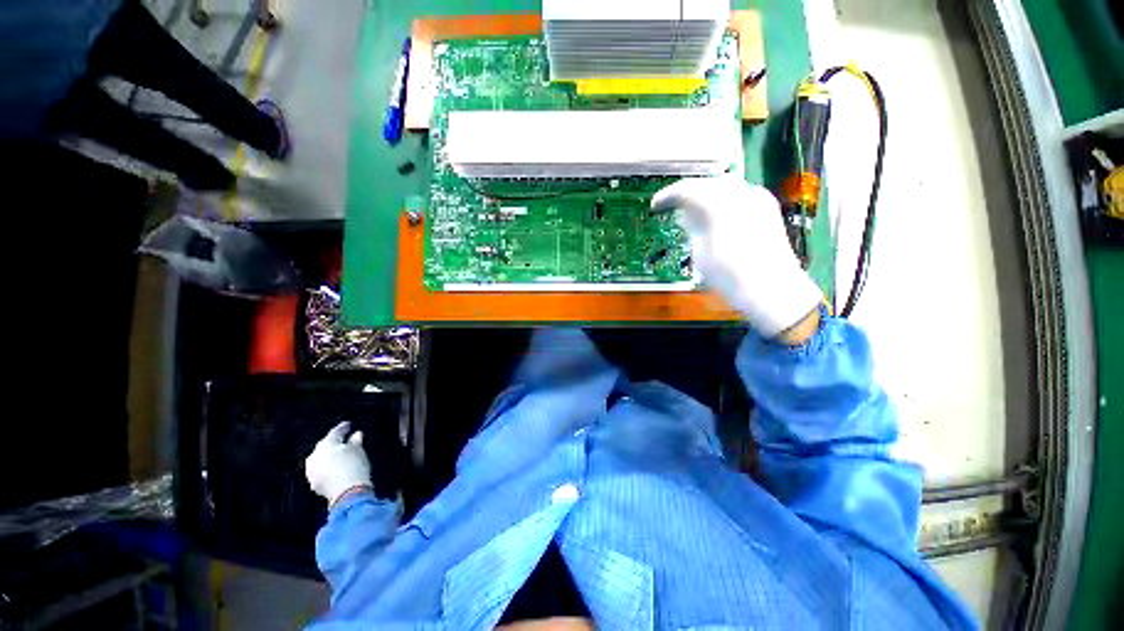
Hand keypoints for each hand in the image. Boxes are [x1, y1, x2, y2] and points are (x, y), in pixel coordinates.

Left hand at [305, 421, 371, 506]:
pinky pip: (321, 470)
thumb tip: (356, 434)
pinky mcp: (314, 483)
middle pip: (325, 446)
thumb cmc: (354, 466)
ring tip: (341, 455)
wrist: (347, 492)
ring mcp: (312, 470)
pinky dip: (328, 467)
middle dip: (335, 443)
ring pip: (321, 459)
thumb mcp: (358, 450)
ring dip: (330, 456)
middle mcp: (315, 456)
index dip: (343, 428)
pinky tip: (336, 468)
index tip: (348, 425)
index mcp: (326, 444)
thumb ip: (355, 441)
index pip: (335, 432)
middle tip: (346, 440)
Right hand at [652, 175, 822, 337]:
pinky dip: (721, 199)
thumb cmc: (730, 275)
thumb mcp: (701, 252)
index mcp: (719, 205)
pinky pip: (738, 194)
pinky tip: (714, 213)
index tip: (655, 206)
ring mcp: (757, 198)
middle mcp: (740, 193)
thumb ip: (692, 226)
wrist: (773, 290)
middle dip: (686, 193)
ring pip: (723, 186)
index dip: (668, 196)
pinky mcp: (767, 208)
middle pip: (706, 183)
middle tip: (671, 206)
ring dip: (704, 194)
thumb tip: (684, 213)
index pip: (687, 190)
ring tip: (689, 210)